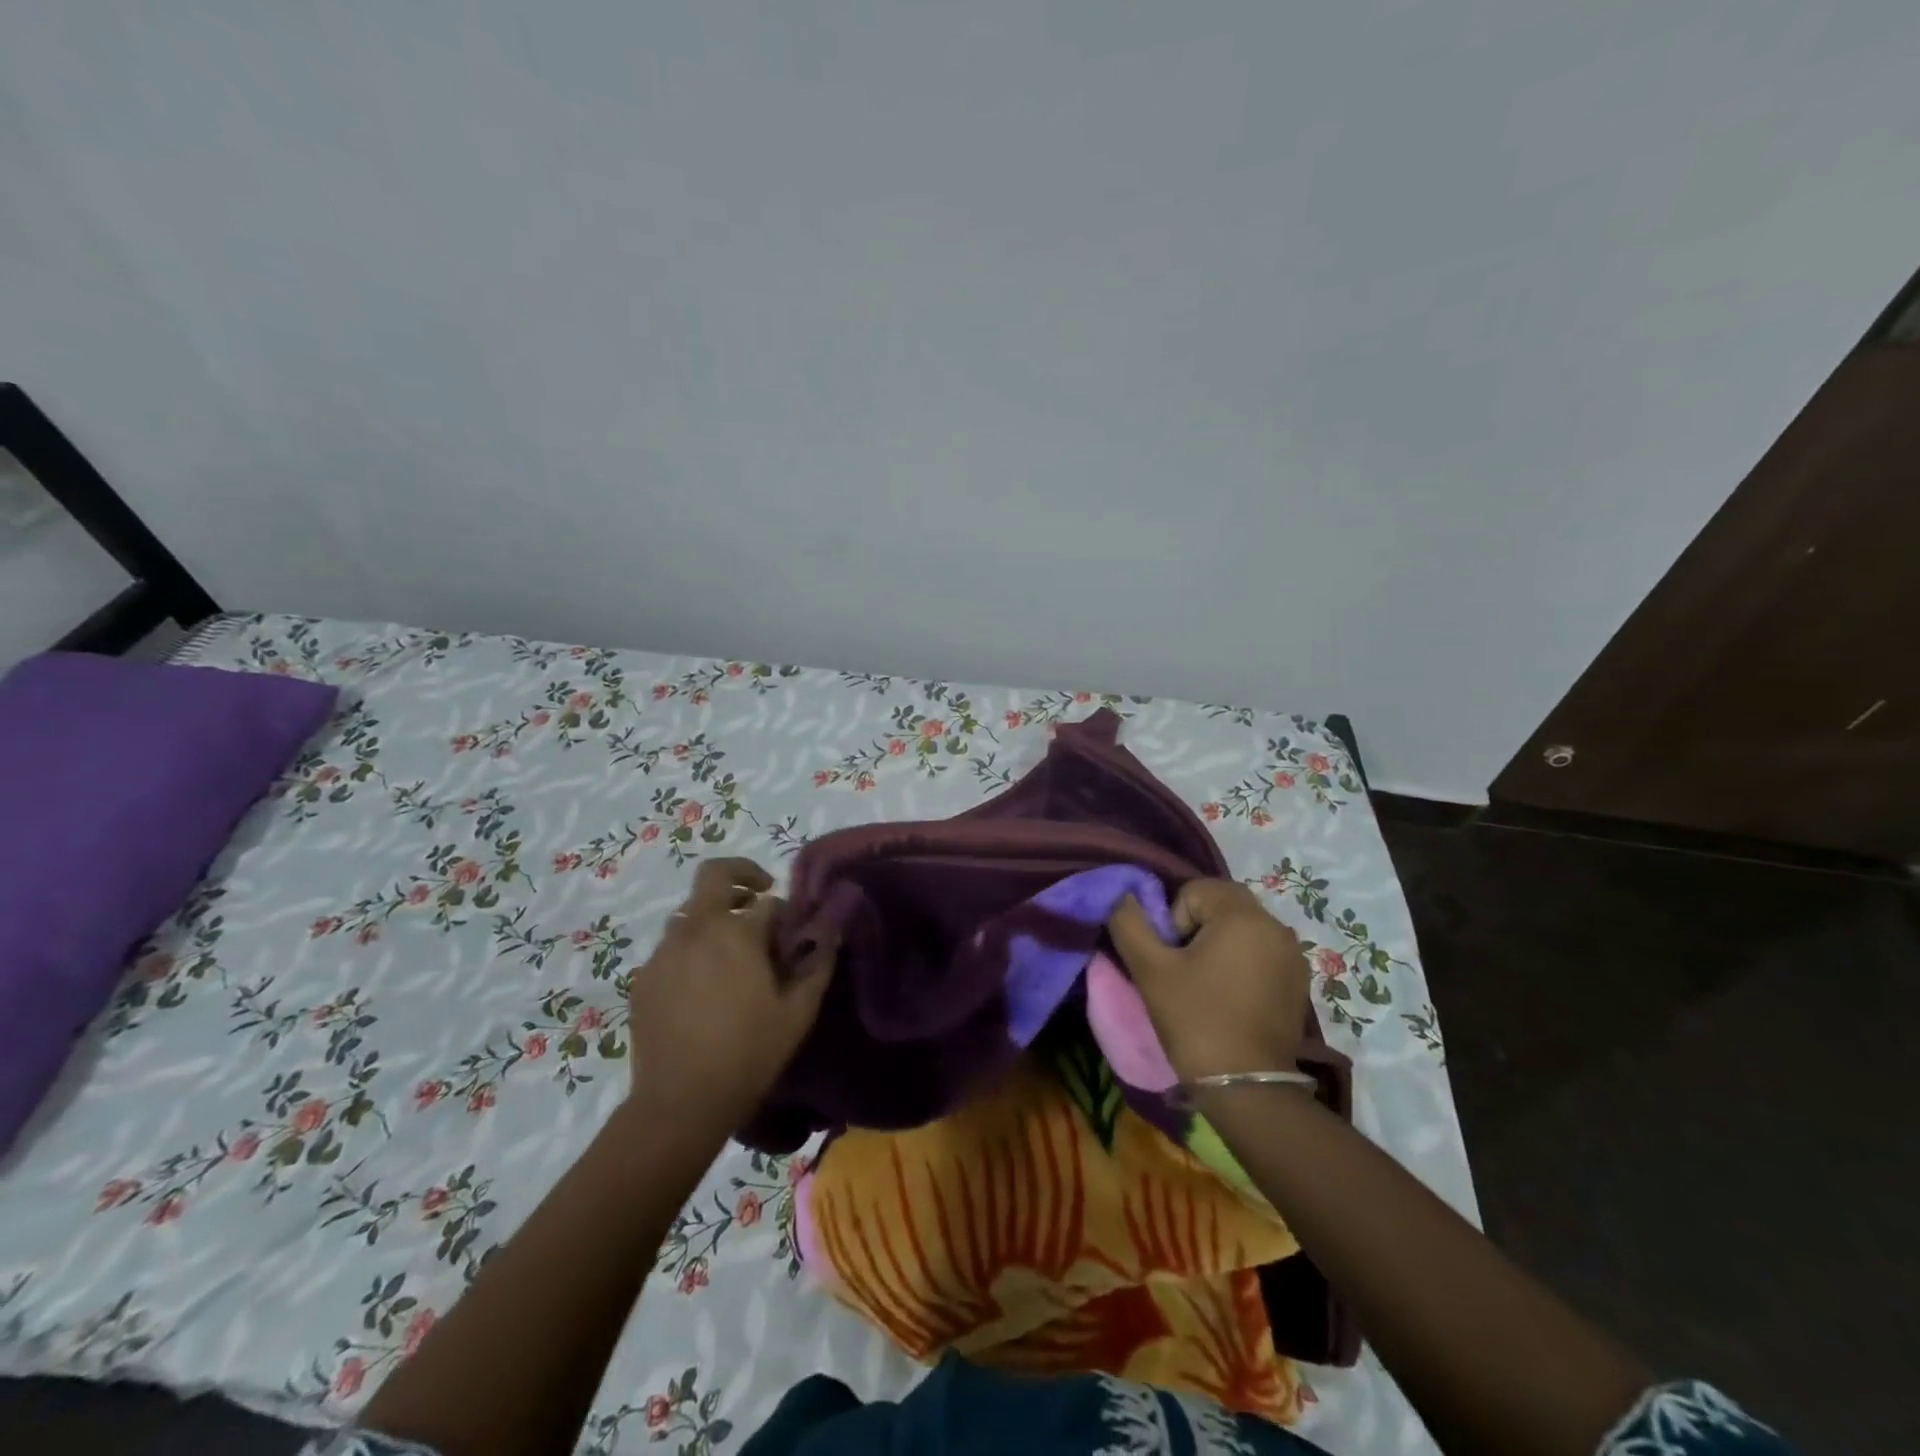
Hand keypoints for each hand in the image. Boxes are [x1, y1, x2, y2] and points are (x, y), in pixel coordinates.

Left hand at [626, 858, 834, 1136]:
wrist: (679, 1104)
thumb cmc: (748, 1054)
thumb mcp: (798, 1012)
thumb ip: (817, 964)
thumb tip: (830, 932)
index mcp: (736, 932)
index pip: (766, 901)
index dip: (783, 913)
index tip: (791, 934)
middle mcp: (695, 929)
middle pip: (714, 877)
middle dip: (741, 878)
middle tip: (758, 899)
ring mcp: (663, 952)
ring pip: (690, 913)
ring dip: (714, 919)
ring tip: (730, 957)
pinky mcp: (643, 978)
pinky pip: (670, 948)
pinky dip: (690, 950)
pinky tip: (701, 989)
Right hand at [1107, 879, 1309, 1080]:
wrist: (1246, 1088)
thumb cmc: (1196, 1021)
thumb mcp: (1149, 970)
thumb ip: (1129, 923)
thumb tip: (1123, 896)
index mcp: (1243, 915)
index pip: (1195, 890)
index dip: (1174, 920)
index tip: (1173, 960)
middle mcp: (1275, 925)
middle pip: (1221, 904)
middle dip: (1196, 928)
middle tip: (1184, 970)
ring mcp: (1292, 954)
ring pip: (1241, 928)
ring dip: (1219, 944)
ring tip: (1206, 986)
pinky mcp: (1299, 981)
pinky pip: (1261, 952)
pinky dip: (1242, 963)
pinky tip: (1231, 998)